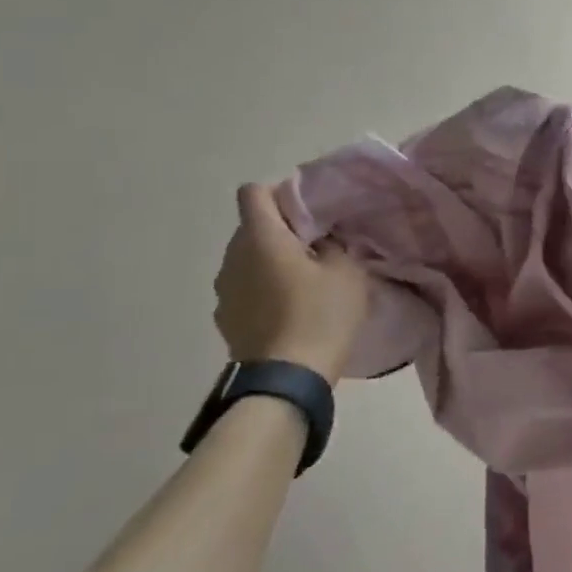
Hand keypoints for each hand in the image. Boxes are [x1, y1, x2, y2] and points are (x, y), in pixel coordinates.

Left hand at [212, 184, 369, 383]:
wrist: (287, 378)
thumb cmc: (321, 315)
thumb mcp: (347, 272)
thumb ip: (334, 245)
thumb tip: (322, 241)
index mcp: (261, 238)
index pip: (254, 193)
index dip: (280, 193)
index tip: (309, 210)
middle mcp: (233, 257)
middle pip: (251, 226)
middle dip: (281, 229)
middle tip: (317, 245)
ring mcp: (224, 290)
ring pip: (247, 258)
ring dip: (270, 260)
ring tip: (304, 279)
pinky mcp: (225, 318)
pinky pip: (244, 287)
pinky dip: (263, 288)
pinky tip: (289, 308)